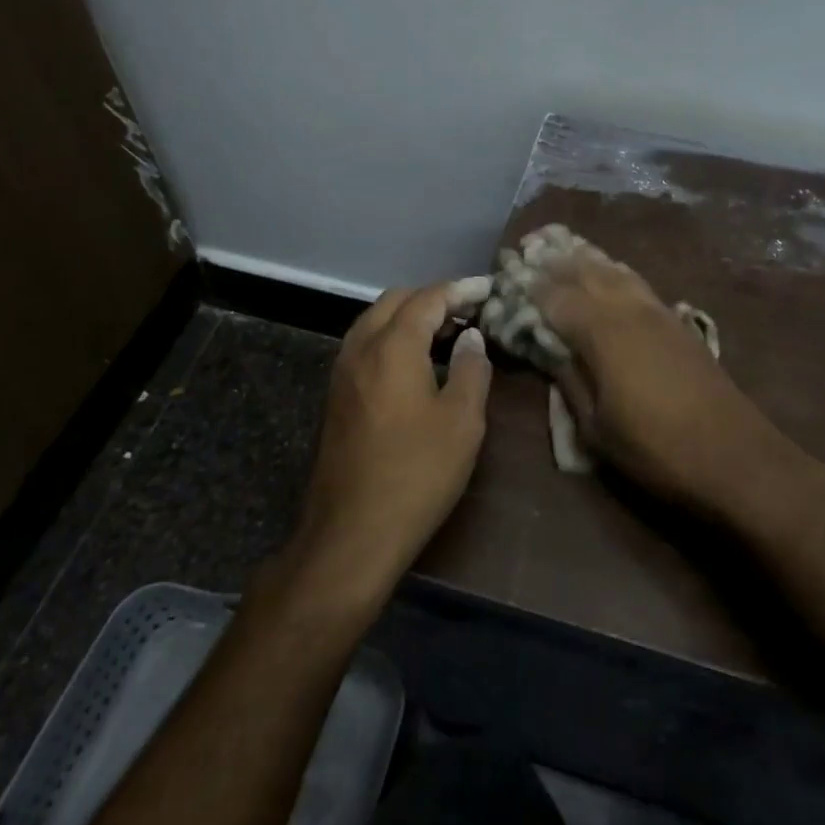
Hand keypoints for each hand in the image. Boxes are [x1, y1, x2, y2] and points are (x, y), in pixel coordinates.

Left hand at [283, 278, 493, 605]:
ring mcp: (342, 372)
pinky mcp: (336, 396)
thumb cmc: (416, 474)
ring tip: (447, 335)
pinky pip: (366, 346)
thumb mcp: (462, 422)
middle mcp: (360, 348)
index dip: (460, 290)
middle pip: (395, 301)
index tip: (488, 290)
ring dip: (409, 317)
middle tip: (469, 313)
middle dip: (432, 298)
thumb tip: (472, 337)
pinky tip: (418, 364)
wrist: (351, 533)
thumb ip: (472, 369)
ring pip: (375, 321)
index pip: (428, 298)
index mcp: (392, 346)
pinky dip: (393, 339)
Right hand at [531, 244, 795, 520]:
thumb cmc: (656, 450)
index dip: (527, 285)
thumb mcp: (596, 429)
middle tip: (527, 247)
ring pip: (613, 270)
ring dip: (585, 257)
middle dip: (553, 259)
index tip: (505, 274)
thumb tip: (547, 349)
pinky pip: (636, 282)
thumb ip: (569, 380)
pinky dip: (613, 270)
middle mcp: (628, 309)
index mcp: (602, 332)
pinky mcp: (677, 322)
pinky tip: (608, 272)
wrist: (736, 457)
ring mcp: (657, 311)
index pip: (554, 296)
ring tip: (560, 247)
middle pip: (585, 272)